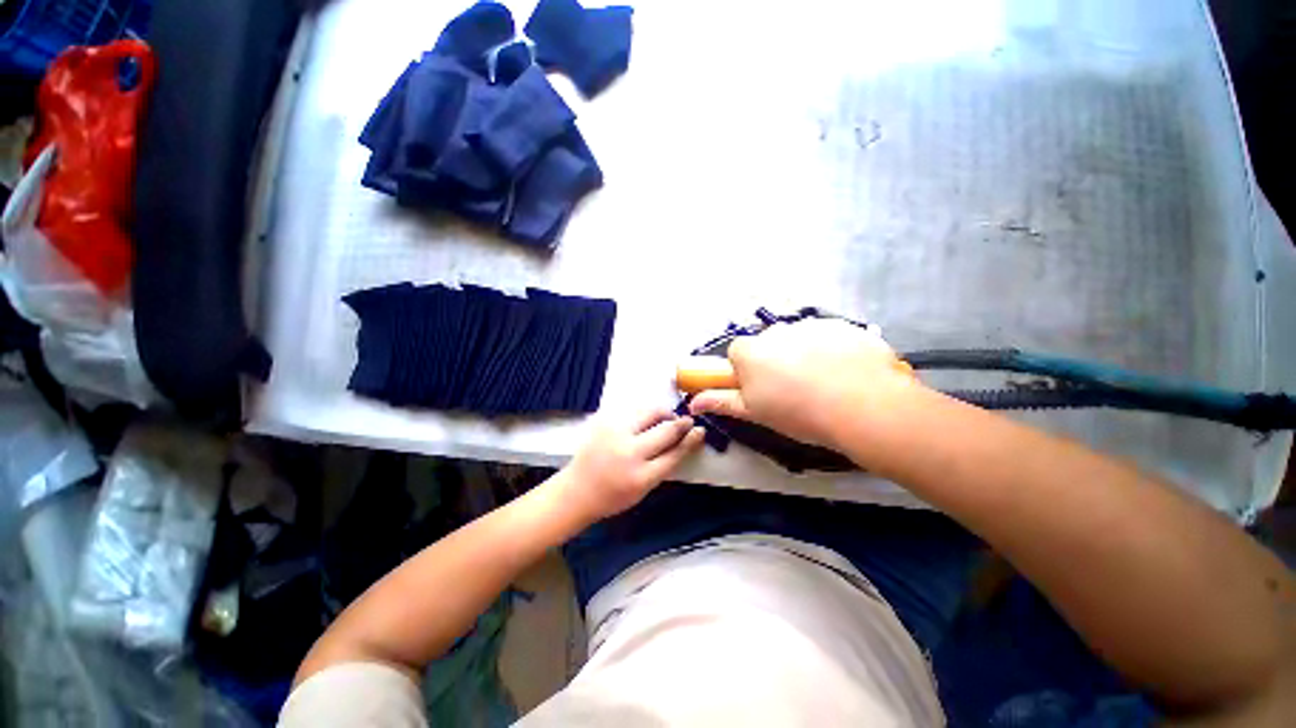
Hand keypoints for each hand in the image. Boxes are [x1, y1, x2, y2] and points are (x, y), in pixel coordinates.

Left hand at [560, 410, 705, 520]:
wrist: (576, 490)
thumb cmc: (613, 496)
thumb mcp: (643, 490)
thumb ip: (663, 467)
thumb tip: (683, 441)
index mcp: (641, 477)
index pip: (674, 453)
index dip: (690, 440)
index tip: (699, 430)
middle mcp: (629, 453)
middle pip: (665, 430)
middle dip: (681, 423)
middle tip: (686, 421)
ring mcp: (615, 433)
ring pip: (650, 412)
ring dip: (663, 413)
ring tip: (666, 418)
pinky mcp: (604, 421)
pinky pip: (633, 410)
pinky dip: (644, 413)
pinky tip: (645, 419)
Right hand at [688, 318, 917, 448]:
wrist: (863, 407)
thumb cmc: (798, 412)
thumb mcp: (754, 412)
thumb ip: (721, 402)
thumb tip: (693, 402)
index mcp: (751, 351)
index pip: (737, 352)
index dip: (746, 370)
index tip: (760, 387)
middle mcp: (776, 331)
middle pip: (767, 344)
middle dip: (774, 361)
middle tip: (793, 389)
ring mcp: (811, 325)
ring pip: (798, 340)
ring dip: (803, 354)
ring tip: (824, 383)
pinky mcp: (842, 326)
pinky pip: (828, 336)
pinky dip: (832, 350)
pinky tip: (846, 373)